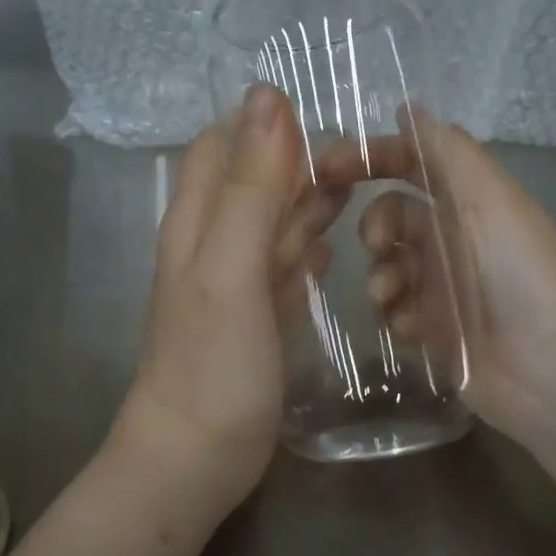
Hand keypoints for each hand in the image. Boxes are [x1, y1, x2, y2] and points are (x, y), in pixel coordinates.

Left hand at [109, 84, 337, 518]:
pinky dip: (305, 255)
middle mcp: (213, 244)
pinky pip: (282, 271)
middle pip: (253, 182)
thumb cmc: (213, 364)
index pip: (224, 143)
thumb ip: (250, 187)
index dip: (267, 124)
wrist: (197, 458)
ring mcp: (235, 285)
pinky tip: (331, 255)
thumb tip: (268, 97)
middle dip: (298, 165)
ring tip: (359, 197)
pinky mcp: (256, 320)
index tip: (324, 123)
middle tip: (359, 165)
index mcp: (197, 221)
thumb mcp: (230, 268)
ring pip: (272, 226)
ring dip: (308, 208)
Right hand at [319, 114, 555, 453]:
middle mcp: (452, 237)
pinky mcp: (434, 328)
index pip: (411, 163)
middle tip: (378, 246)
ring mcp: (441, 285)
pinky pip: (393, 310)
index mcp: (468, 201)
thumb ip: (447, 152)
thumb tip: (408, 106)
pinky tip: (413, 329)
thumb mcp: (489, 200)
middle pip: (390, 215)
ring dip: (381, 276)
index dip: (370, 158)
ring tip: (394, 297)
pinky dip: (395, 314)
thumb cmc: (519, 274)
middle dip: (375, 225)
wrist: (545, 368)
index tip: (325, 168)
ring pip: (385, 266)